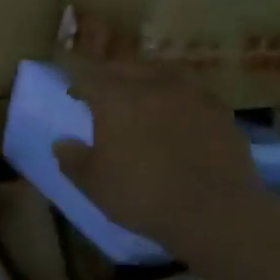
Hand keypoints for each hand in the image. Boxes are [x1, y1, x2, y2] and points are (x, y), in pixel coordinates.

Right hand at [53, 62, 262, 249]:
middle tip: (105, 91)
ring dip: (146, 78)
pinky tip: (178, 112)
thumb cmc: (144, 195)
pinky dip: (178, 96)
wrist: (215, 211)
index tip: (75, 96)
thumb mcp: (95, 184)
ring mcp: (190, 92)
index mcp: (115, 97)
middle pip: (125, 67)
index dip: (79, 85)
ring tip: (142, 93)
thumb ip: (73, 160)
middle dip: (110, 76)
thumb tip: (60, 143)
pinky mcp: (219, 109)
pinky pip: (191, 91)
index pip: (89, 78)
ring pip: (161, 71)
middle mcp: (152, 83)